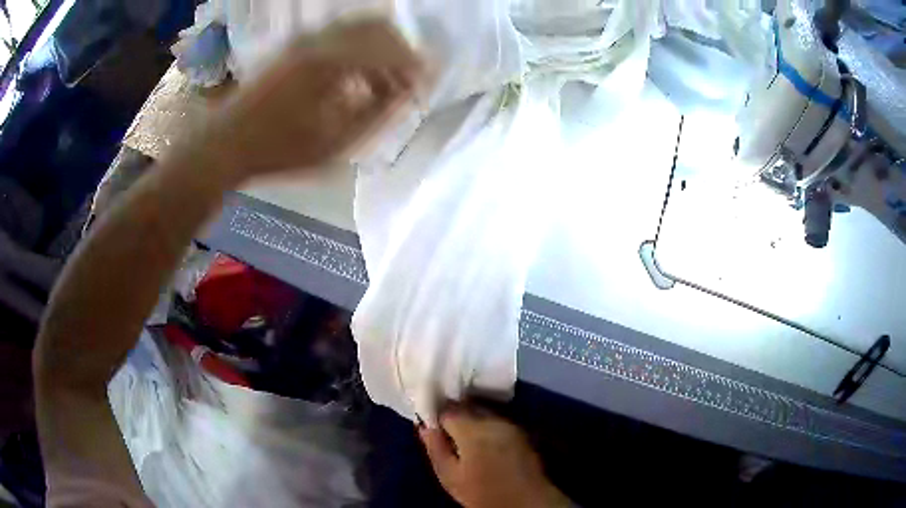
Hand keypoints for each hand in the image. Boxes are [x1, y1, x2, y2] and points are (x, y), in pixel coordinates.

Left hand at [197, 18, 422, 183]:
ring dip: (380, 49)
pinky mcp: (296, 44)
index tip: (426, 87)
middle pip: (379, 28)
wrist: (225, 142)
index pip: (390, 51)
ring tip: (383, 83)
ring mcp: (306, 38)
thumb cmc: (278, 149)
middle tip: (408, 82)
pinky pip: (340, 34)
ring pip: (360, 27)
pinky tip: (356, 76)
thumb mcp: (333, 143)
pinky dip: (359, 48)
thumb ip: (375, 114)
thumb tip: (404, 93)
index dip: (415, 68)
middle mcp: (321, 39)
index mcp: (332, 62)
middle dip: (401, 52)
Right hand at [419, 406, 569, 507]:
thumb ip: (436, 448)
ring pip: (482, 412)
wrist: (526, 502)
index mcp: (472, 430)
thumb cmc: (483, 494)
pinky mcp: (520, 431)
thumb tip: (424, 426)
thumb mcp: (450, 477)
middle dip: (453, 416)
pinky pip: (496, 420)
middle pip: (466, 408)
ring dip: (470, 420)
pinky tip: (482, 443)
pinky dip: (485, 426)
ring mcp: (509, 424)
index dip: (436, 417)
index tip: (430, 427)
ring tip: (463, 440)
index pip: (447, 410)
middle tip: (445, 434)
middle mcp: (492, 420)